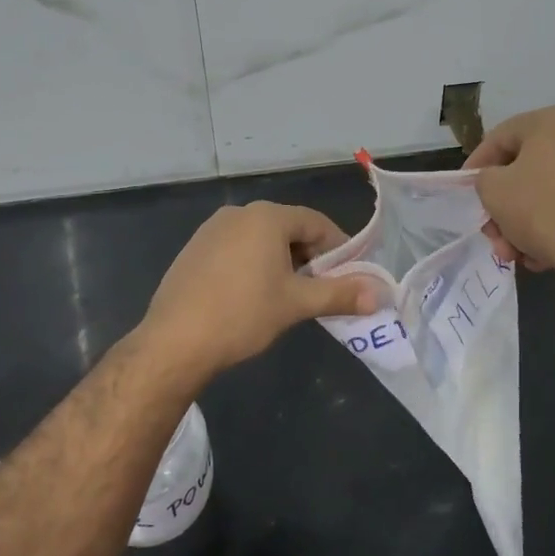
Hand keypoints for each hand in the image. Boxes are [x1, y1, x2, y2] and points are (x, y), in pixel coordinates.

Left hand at [141, 202, 377, 378]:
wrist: (174, 342)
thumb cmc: (243, 315)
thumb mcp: (297, 304)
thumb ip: (340, 294)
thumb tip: (380, 294)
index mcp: (267, 217)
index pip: (316, 222)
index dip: (339, 248)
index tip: (350, 275)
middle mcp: (238, 213)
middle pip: (288, 228)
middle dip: (310, 256)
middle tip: (322, 289)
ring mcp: (211, 230)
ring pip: (261, 240)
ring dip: (282, 261)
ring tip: (289, 296)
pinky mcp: (193, 250)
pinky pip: (236, 249)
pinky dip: (254, 265)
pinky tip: (252, 297)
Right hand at [463, 107, 554, 277]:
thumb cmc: (542, 210)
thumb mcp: (493, 191)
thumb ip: (485, 179)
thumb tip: (497, 182)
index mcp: (551, 122)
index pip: (500, 137)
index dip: (476, 164)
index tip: (466, 191)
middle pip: (528, 170)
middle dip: (505, 206)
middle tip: (493, 233)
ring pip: (553, 193)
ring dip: (528, 223)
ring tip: (518, 254)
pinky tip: (547, 256)